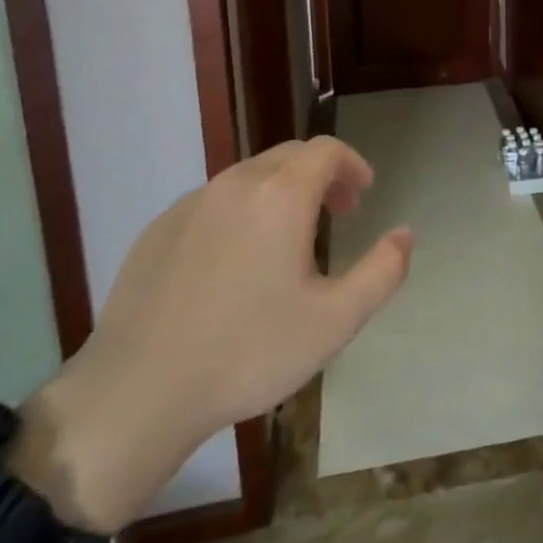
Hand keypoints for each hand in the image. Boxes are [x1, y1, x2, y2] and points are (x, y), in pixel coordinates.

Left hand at [12, 137, 411, 529]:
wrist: (138, 392)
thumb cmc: (249, 352)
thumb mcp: (335, 321)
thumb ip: (383, 272)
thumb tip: (405, 234)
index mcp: (281, 196)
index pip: (327, 150)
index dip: (353, 165)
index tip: (362, 197)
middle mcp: (236, 184)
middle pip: (289, 156)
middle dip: (321, 175)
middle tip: (336, 215)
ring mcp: (191, 205)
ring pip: (249, 177)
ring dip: (281, 192)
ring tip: (288, 240)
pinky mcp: (157, 230)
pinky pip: (213, 202)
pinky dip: (240, 212)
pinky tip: (234, 264)